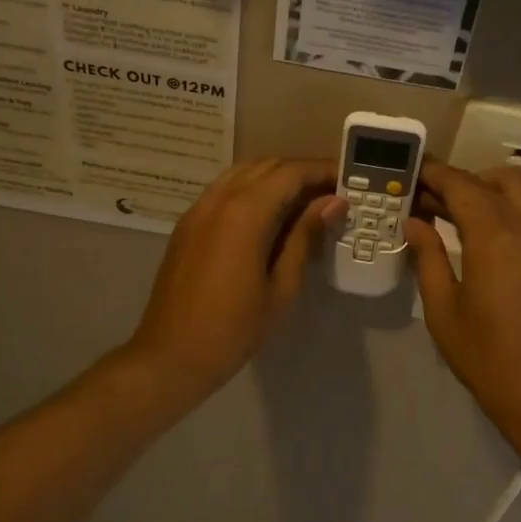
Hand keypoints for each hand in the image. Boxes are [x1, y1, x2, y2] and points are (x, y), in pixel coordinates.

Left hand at [126, 159, 343, 401]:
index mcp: (245, 213)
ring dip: (276, 178)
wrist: (171, 355)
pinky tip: (270, 216)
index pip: (290, 173)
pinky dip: (252, 189)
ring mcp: (199, 209)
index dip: (322, 171)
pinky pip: (225, 189)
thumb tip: (332, 203)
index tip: (349, 180)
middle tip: (332, 193)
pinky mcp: (188, 223)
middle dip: (302, 172)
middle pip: (267, 166)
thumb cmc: (234, 329)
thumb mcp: (281, 286)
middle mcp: (219, 199)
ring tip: (305, 202)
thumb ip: (305, 236)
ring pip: (243, 173)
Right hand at [405, 163, 520, 454]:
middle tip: (434, 199)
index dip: (435, 175)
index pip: (461, 186)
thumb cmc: (486, 356)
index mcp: (493, 236)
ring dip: (498, 187)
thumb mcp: (443, 309)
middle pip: (497, 179)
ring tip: (471, 209)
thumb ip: (428, 258)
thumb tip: (414, 221)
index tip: (413, 174)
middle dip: (464, 180)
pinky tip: (501, 228)